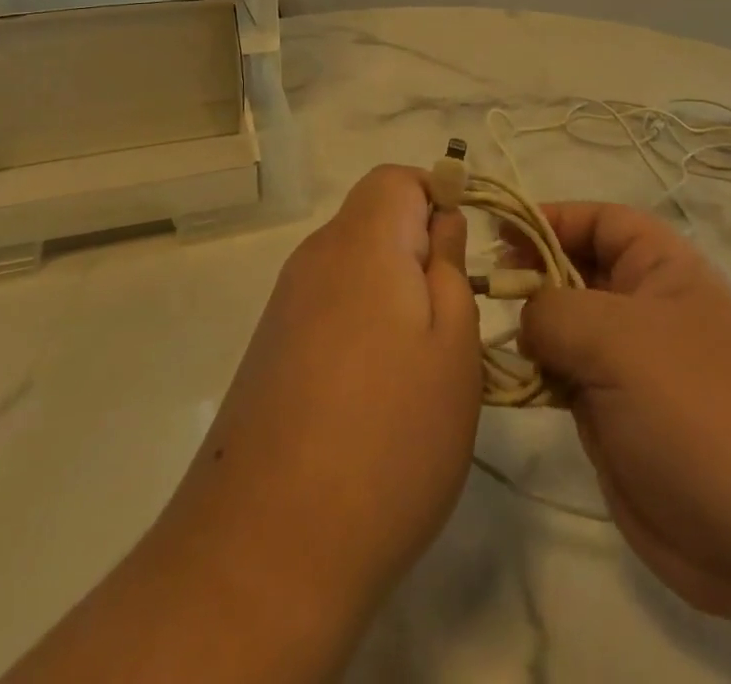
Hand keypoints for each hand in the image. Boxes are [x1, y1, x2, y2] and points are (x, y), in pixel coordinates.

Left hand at [149, 166, 482, 640]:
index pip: (396, 179)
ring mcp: (285, 306)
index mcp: (360, 244)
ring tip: (420, 370)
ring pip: (355, 268)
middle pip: (374, 220)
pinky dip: (362, 329)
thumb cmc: (388, 437)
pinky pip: (330, 309)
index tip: (465, 255)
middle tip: (453, 322)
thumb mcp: (454, 347)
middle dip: (419, 252)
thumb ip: (450, 268)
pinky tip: (376, 397)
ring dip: (394, 296)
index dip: (437, 198)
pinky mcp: (271, 350)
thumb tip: (441, 223)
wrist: (266, 552)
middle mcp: (314, 259)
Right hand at [517, 204, 730, 636]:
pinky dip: (538, 375)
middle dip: (532, 274)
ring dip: (530, 329)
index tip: (500, 232)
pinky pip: (568, 379)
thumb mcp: (618, 338)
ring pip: (568, 329)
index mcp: (665, 270)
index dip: (552, 218)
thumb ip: (555, 311)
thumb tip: (527, 317)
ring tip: (485, 333)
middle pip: (579, 271)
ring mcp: (634, 365)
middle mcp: (648, 309)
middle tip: (483, 287)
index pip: (602, 221)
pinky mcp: (620, 416)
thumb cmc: (696, 408)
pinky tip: (509, 380)